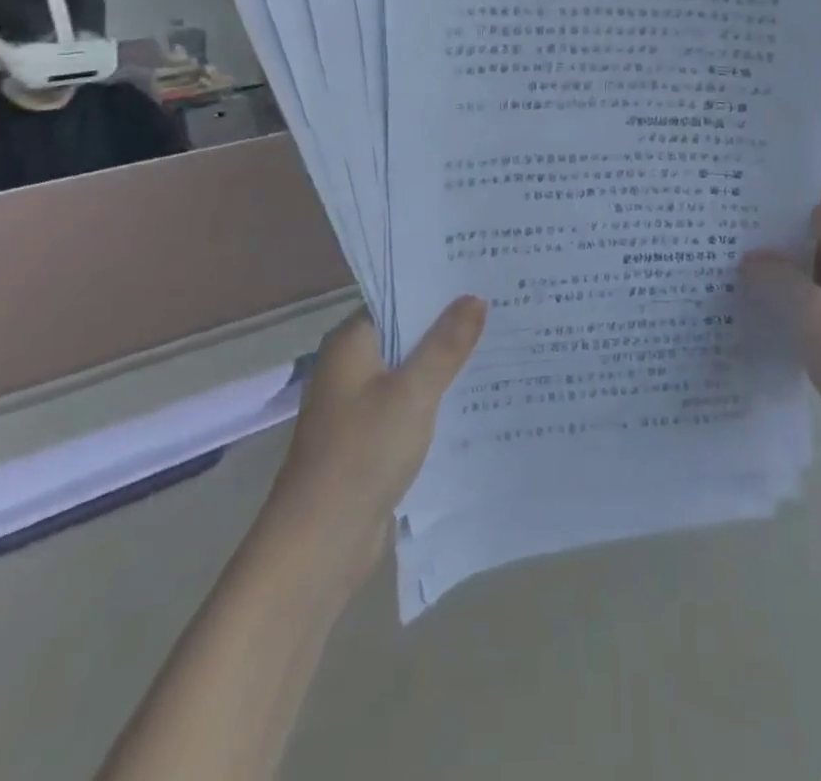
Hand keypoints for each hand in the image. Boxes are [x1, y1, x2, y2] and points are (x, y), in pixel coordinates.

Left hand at [255, 297, 486, 596]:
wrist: (320, 542)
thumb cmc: (363, 452)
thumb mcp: (413, 392)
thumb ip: (446, 344)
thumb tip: (475, 297)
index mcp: (350, 343)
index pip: (396, 298)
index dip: (437, 289)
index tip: (480, 278)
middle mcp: (350, 367)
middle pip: (405, 334)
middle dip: (448, 326)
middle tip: (500, 308)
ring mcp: (357, 405)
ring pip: (409, 371)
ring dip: (444, 364)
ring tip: (499, 345)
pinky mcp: (368, 439)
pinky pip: (408, 405)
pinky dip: (435, 399)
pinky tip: (475, 397)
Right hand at [740, 184, 820, 511]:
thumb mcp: (814, 318)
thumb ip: (778, 279)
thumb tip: (751, 258)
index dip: (783, 184)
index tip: (737, 186)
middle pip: (813, 229)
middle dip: (768, 226)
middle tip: (716, 226)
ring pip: (810, 269)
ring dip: (774, 268)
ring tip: (721, 264)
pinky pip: (814, 304)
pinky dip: (785, 301)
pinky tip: (750, 312)